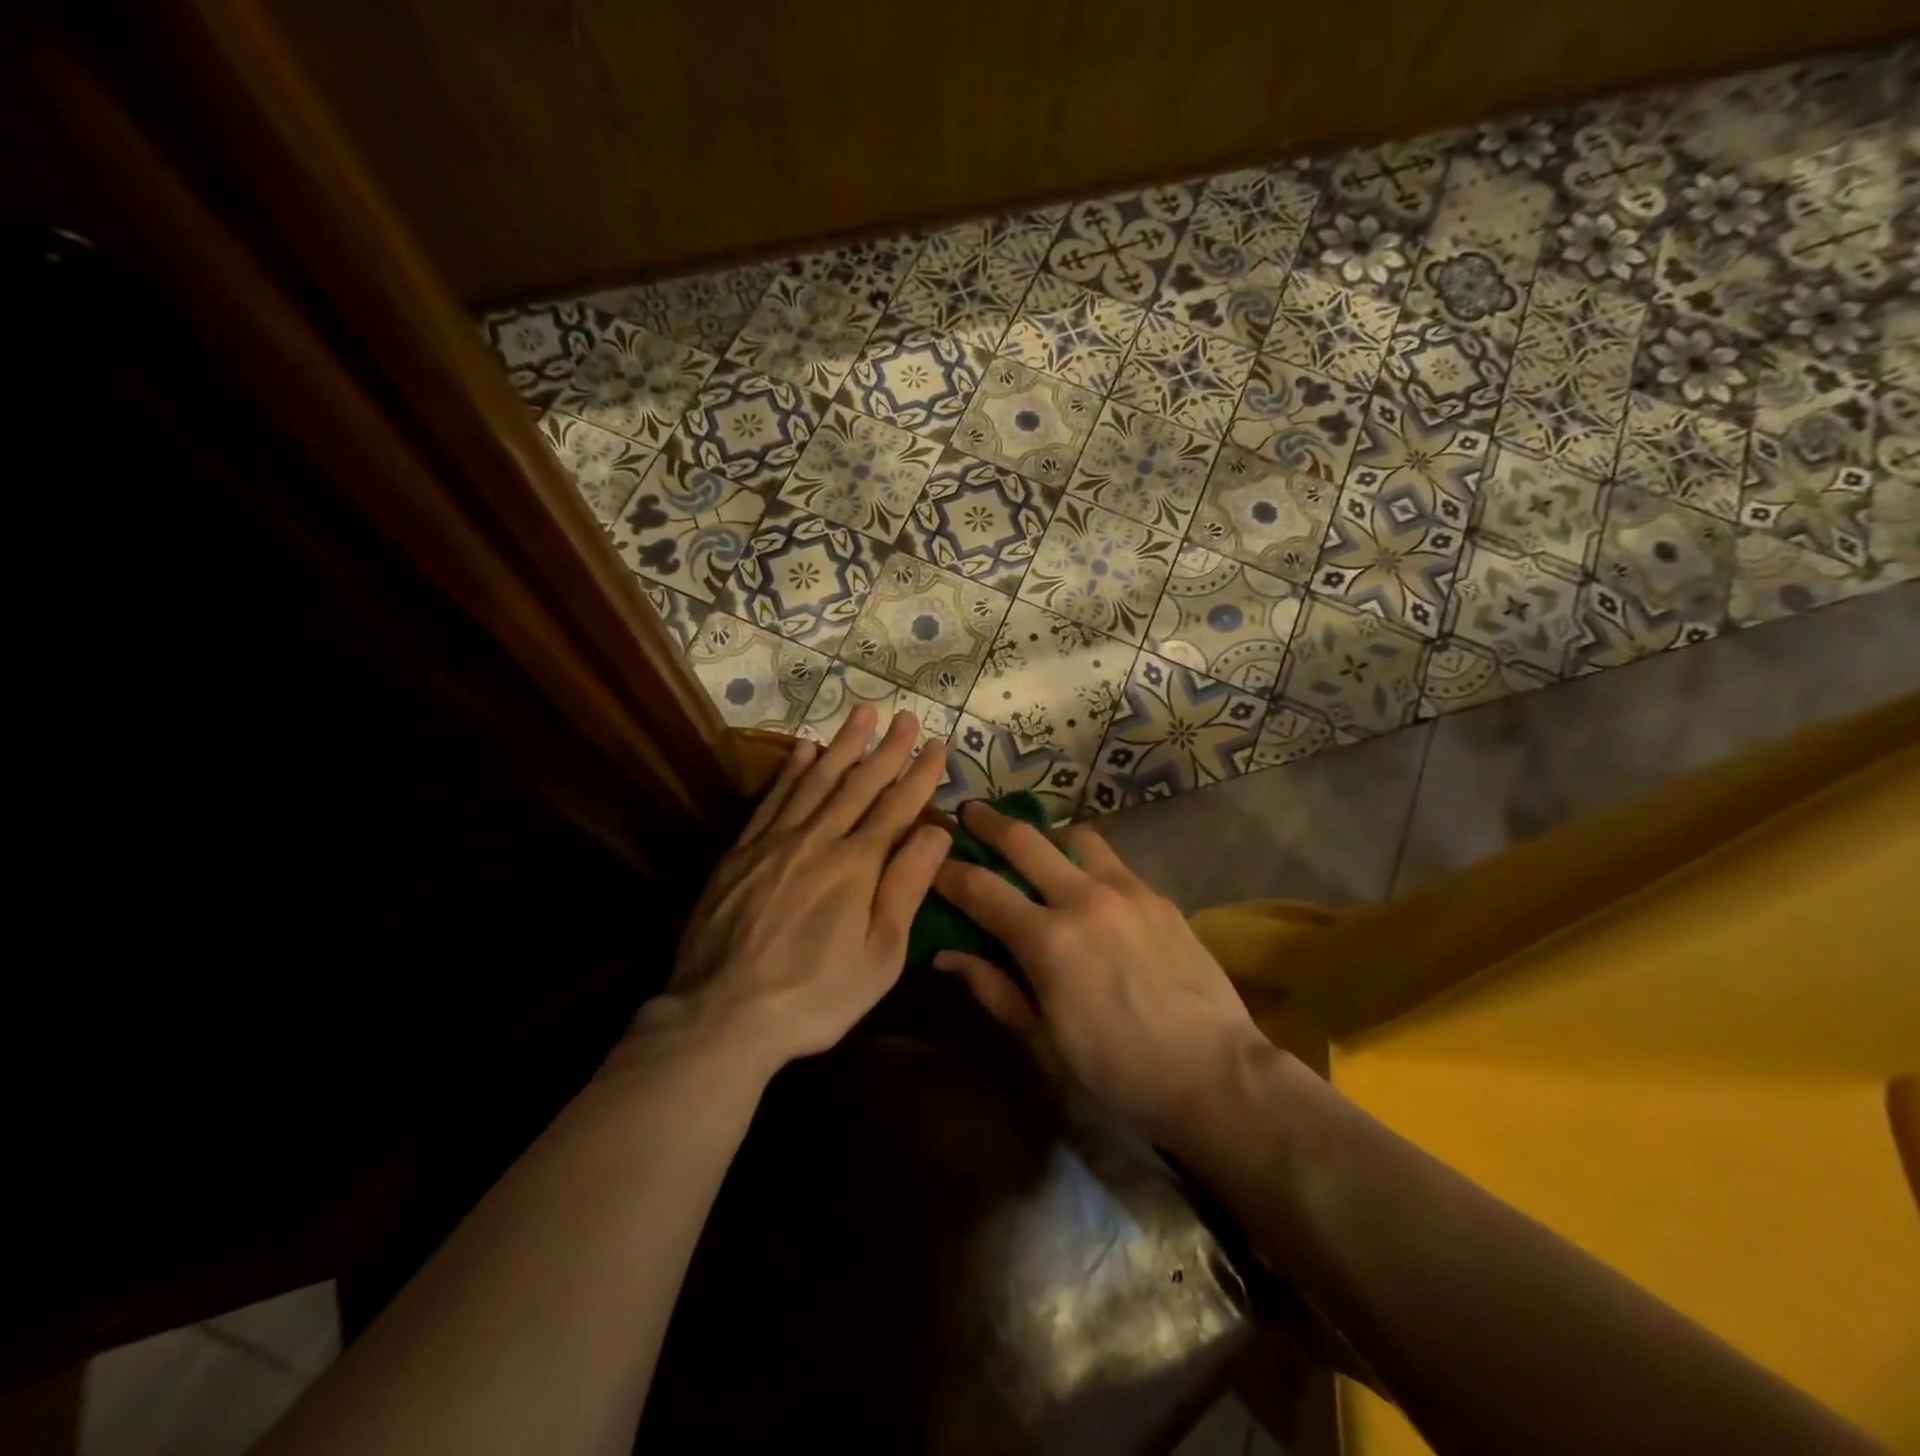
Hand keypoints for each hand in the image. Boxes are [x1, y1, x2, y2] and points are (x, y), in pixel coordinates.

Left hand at [643, 707, 950, 1071]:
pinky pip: (772, 799)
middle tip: (904, 717)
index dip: (920, 775)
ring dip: (842, 745)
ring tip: (861, 714)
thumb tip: (936, 831)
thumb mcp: (880, 954)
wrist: (723, 1014)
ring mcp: (775, 841)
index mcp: (857, 864)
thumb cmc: (815, 994)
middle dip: (887, 749)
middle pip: (859, 783)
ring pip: (816, 780)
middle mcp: (818, 839)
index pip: (897, 807)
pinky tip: (802, 750)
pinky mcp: (742, 851)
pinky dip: (791, 771)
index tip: (937, 745)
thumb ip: (907, 887)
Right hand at [931, 802, 1271, 1147]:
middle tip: (970, 812)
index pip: (980, 889)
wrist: (1215, 1074)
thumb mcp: (1043, 1043)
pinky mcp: (1158, 897)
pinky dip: (1088, 862)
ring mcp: (1126, 891)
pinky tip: (1091, 887)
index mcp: (1046, 940)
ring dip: (1047, 836)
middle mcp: (1083, 899)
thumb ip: (994, 989)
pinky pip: (1112, 862)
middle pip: (1023, 840)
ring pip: (1074, 838)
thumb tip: (947, 955)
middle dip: (988, 822)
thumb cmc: (1117, 1072)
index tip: (931, 862)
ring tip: (1038, 847)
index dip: (948, 872)